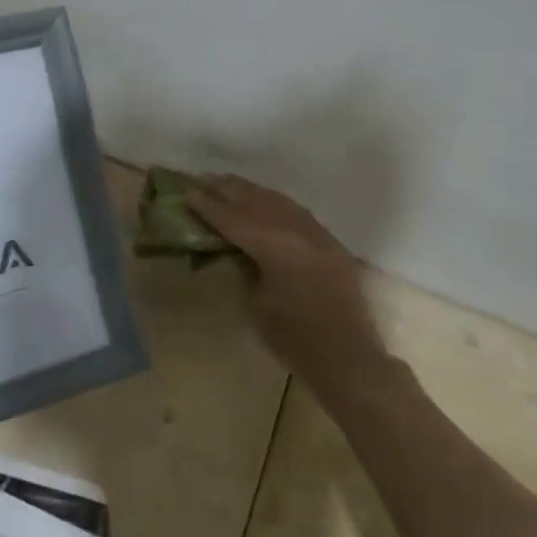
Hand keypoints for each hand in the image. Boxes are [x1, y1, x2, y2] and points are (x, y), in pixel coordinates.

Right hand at [186, 175, 384, 381]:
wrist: (348, 357)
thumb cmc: (295, 340)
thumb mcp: (257, 304)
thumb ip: (246, 268)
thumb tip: (238, 250)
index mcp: (275, 246)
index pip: (235, 219)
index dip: (209, 206)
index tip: (188, 192)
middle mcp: (297, 231)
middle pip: (257, 201)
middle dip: (229, 190)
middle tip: (204, 179)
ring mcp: (318, 234)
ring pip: (280, 202)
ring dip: (253, 192)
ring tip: (231, 184)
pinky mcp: (330, 243)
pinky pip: (297, 212)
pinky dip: (276, 204)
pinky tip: (266, 202)